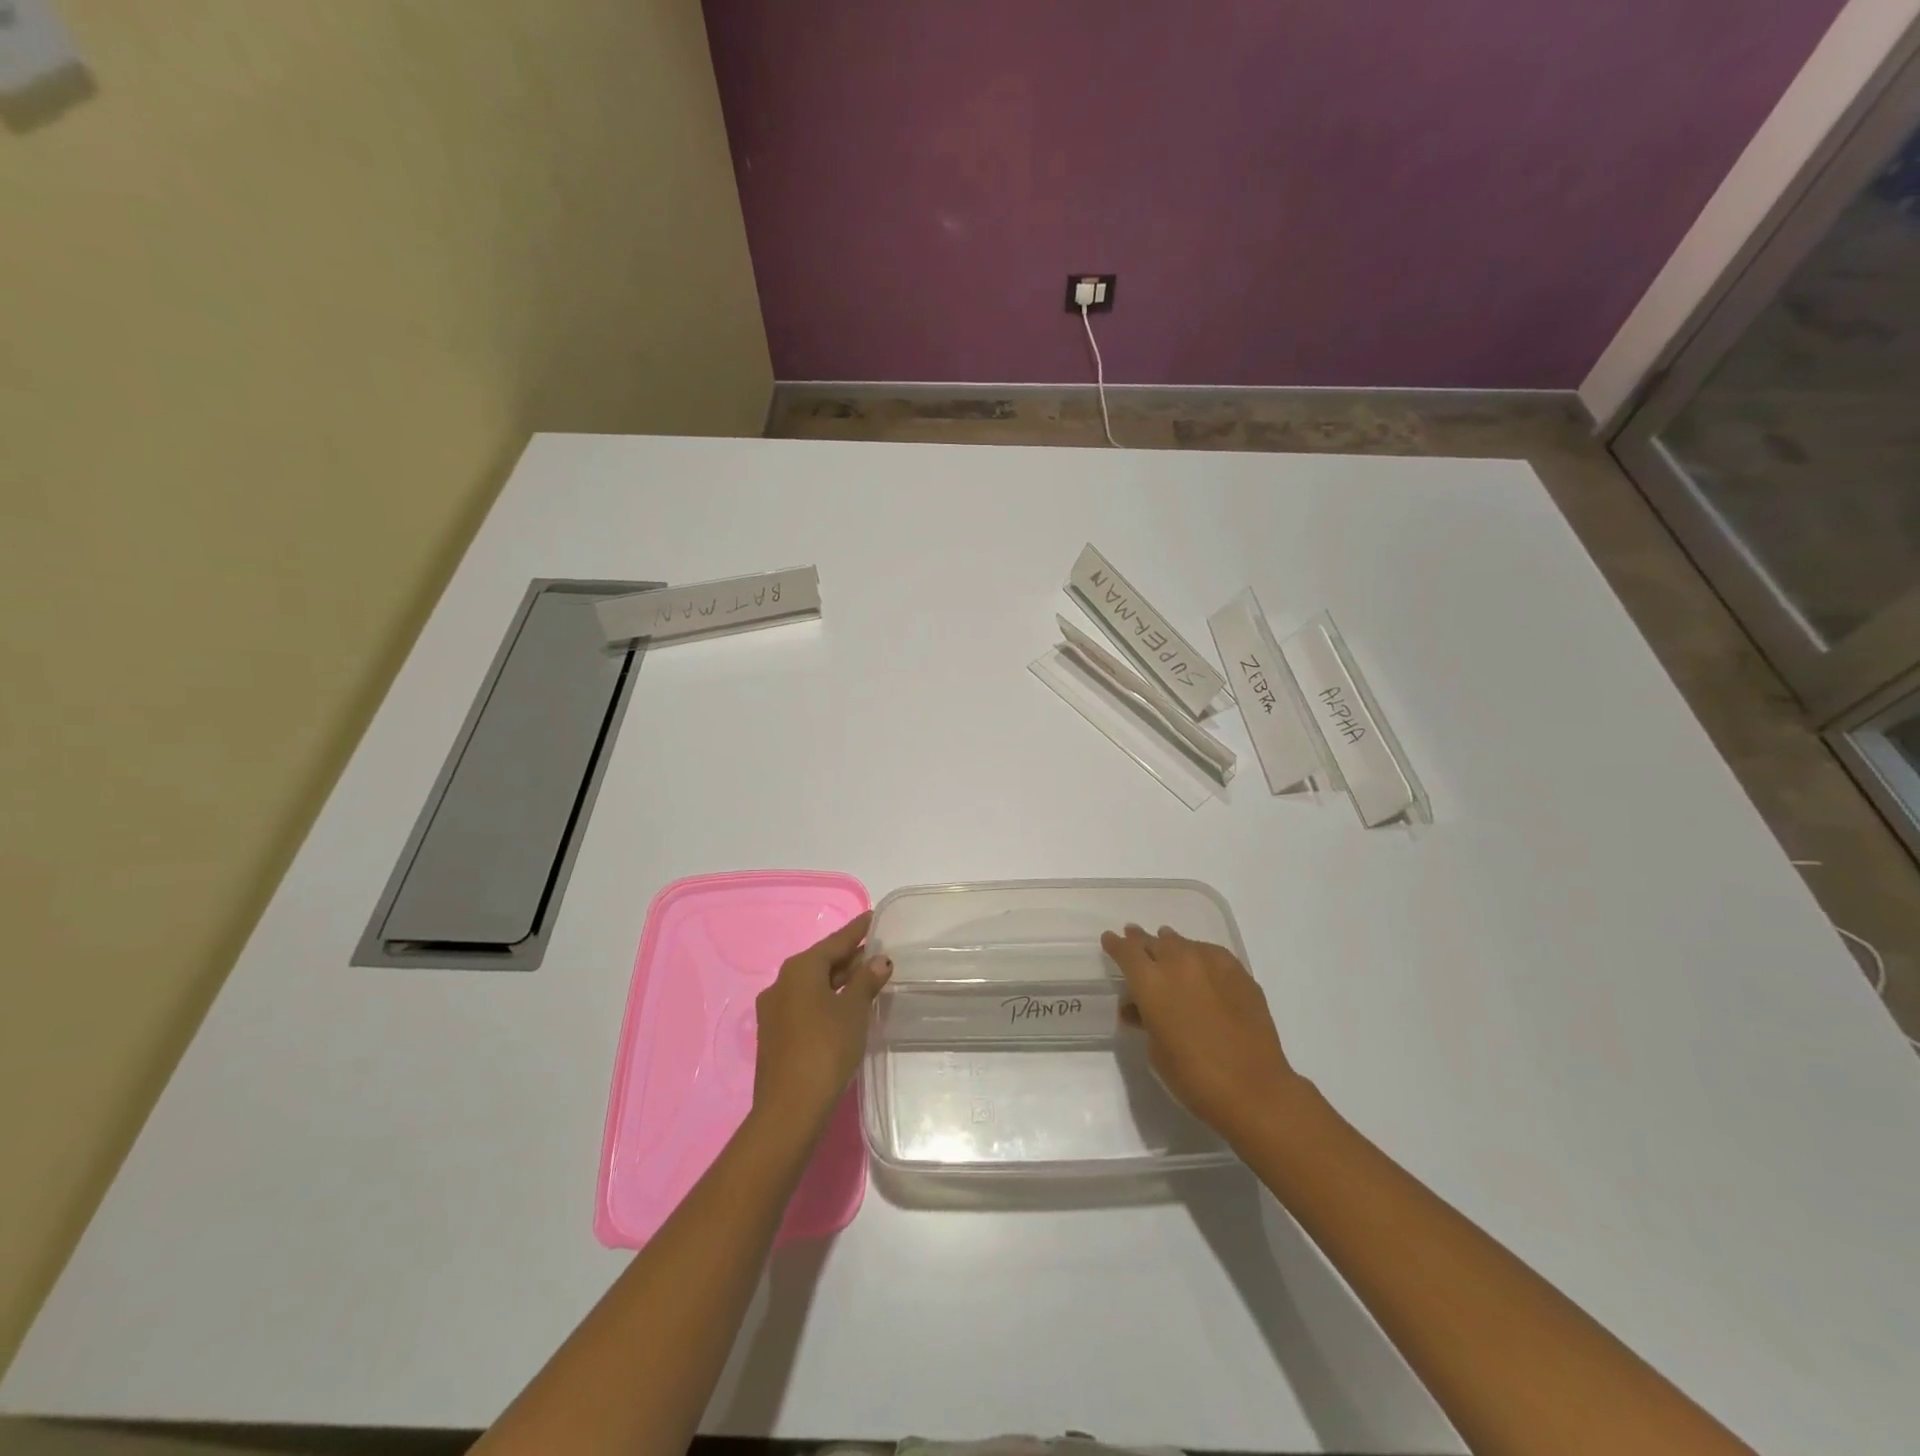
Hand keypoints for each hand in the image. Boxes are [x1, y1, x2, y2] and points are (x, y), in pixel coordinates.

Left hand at [752, 911, 891, 1141]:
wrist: (790, 1108)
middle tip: (877, 952)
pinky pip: (805, 1004)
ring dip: (838, 981)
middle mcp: (781, 983)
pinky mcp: (775, 1034)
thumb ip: (866, 981)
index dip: (857, 930)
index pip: (835, 942)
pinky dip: (826, 999)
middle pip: (821, 962)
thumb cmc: (825, 1048)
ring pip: (812, 985)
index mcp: (799, 969)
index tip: (873, 918)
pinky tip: (844, 1008)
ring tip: (866, 978)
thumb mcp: (853, 1011)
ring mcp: (774, 1010)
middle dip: (848, 957)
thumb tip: (879, 960)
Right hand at [1101, 923, 1300, 1146]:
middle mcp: (1179, 963)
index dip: (1115, 945)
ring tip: (1166, 947)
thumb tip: (1136, 1006)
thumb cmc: (1193, 1076)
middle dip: (1141, 941)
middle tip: (1134, 939)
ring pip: (1183, 943)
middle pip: (1153, 941)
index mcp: (1151, 982)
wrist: (1253, 1089)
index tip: (1109, 940)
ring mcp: (1211, 964)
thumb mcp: (1155, 1049)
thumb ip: (1143, 1019)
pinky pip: (1211, 953)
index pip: (1126, 951)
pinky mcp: (1238, 972)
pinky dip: (1199, 954)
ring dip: (1170, 945)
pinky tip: (1200, 965)